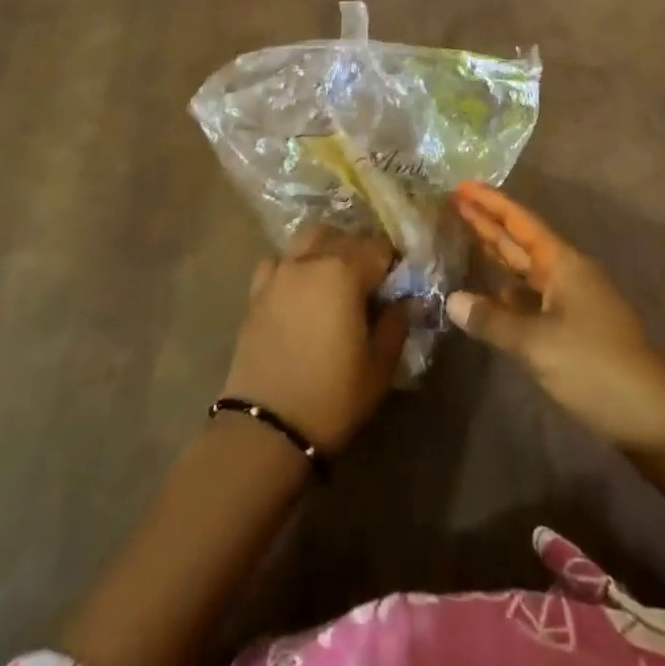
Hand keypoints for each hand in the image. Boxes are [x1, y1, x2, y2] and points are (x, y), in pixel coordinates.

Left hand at [222, 228, 407, 454]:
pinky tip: (299, 289)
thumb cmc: (332, 398)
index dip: (393, 262)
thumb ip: (396, 324)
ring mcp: (280, 272)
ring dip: (326, 249)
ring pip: (308, 239)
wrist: (266, 429)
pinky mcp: (256, 291)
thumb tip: (408, 301)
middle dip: (361, 251)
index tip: (399, 284)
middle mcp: (311, 261)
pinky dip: (293, 265)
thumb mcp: (379, 367)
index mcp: (345, 273)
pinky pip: (278, 261)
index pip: (379, 247)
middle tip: (370, 282)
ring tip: (334, 279)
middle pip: (343, 236)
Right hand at [448, 183, 664, 452]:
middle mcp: (567, 274)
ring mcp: (571, 301)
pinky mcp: (572, 328)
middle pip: (521, 241)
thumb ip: (493, 320)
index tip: (462, 186)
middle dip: (489, 222)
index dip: (491, 203)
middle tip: (454, 203)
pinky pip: (531, 297)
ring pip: (526, 268)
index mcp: (562, 264)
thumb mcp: (537, 343)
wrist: (652, 416)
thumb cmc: (595, 366)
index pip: (520, 222)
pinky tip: (489, 293)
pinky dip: (507, 290)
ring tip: (465, 236)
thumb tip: (452, 300)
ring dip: (497, 253)